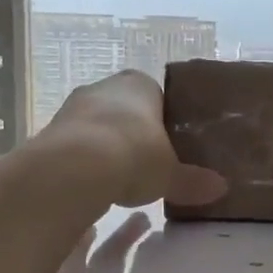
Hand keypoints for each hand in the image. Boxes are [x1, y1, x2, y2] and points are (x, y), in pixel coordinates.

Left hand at [44, 71, 225, 209]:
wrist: (76, 168)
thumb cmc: (135, 157)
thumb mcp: (171, 175)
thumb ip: (193, 181)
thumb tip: (221, 188)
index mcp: (140, 85)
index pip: (158, 96)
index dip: (165, 122)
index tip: (172, 147)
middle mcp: (105, 87)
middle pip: (126, 110)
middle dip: (135, 134)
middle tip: (149, 165)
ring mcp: (74, 107)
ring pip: (99, 126)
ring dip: (108, 147)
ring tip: (121, 178)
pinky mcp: (51, 131)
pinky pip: (77, 145)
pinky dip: (86, 162)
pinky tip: (95, 184)